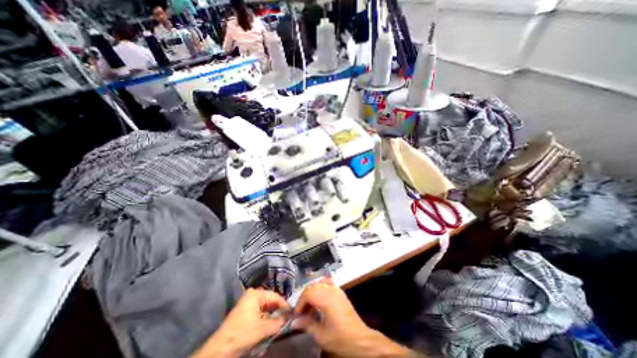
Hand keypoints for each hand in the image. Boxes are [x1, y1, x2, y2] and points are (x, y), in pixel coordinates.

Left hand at [189, 289, 288, 357]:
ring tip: (281, 321)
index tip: (293, 312)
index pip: (275, 296)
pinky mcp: (245, 311)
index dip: (285, 305)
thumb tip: (290, 317)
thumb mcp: (263, 328)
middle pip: (270, 300)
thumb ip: (278, 321)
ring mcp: (247, 302)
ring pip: (266, 306)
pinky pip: (260, 310)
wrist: (220, 349)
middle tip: (288, 317)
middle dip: (279, 309)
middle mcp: (252, 294)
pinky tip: (271, 323)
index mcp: (256, 294)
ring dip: (273, 314)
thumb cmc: (242, 334)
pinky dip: (266, 316)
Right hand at [294, 281, 413, 356]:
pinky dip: (320, 288)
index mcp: (326, 298)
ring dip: (312, 293)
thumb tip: (293, 322)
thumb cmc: (340, 337)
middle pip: (312, 287)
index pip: (308, 293)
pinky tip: (319, 298)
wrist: (360, 339)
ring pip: (319, 284)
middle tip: (302, 313)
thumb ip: (307, 324)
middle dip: (305, 298)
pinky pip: (327, 283)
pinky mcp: (340, 292)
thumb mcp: (321, 334)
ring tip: (310, 308)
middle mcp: (331, 289)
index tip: (296, 315)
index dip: (300, 303)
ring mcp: (336, 289)